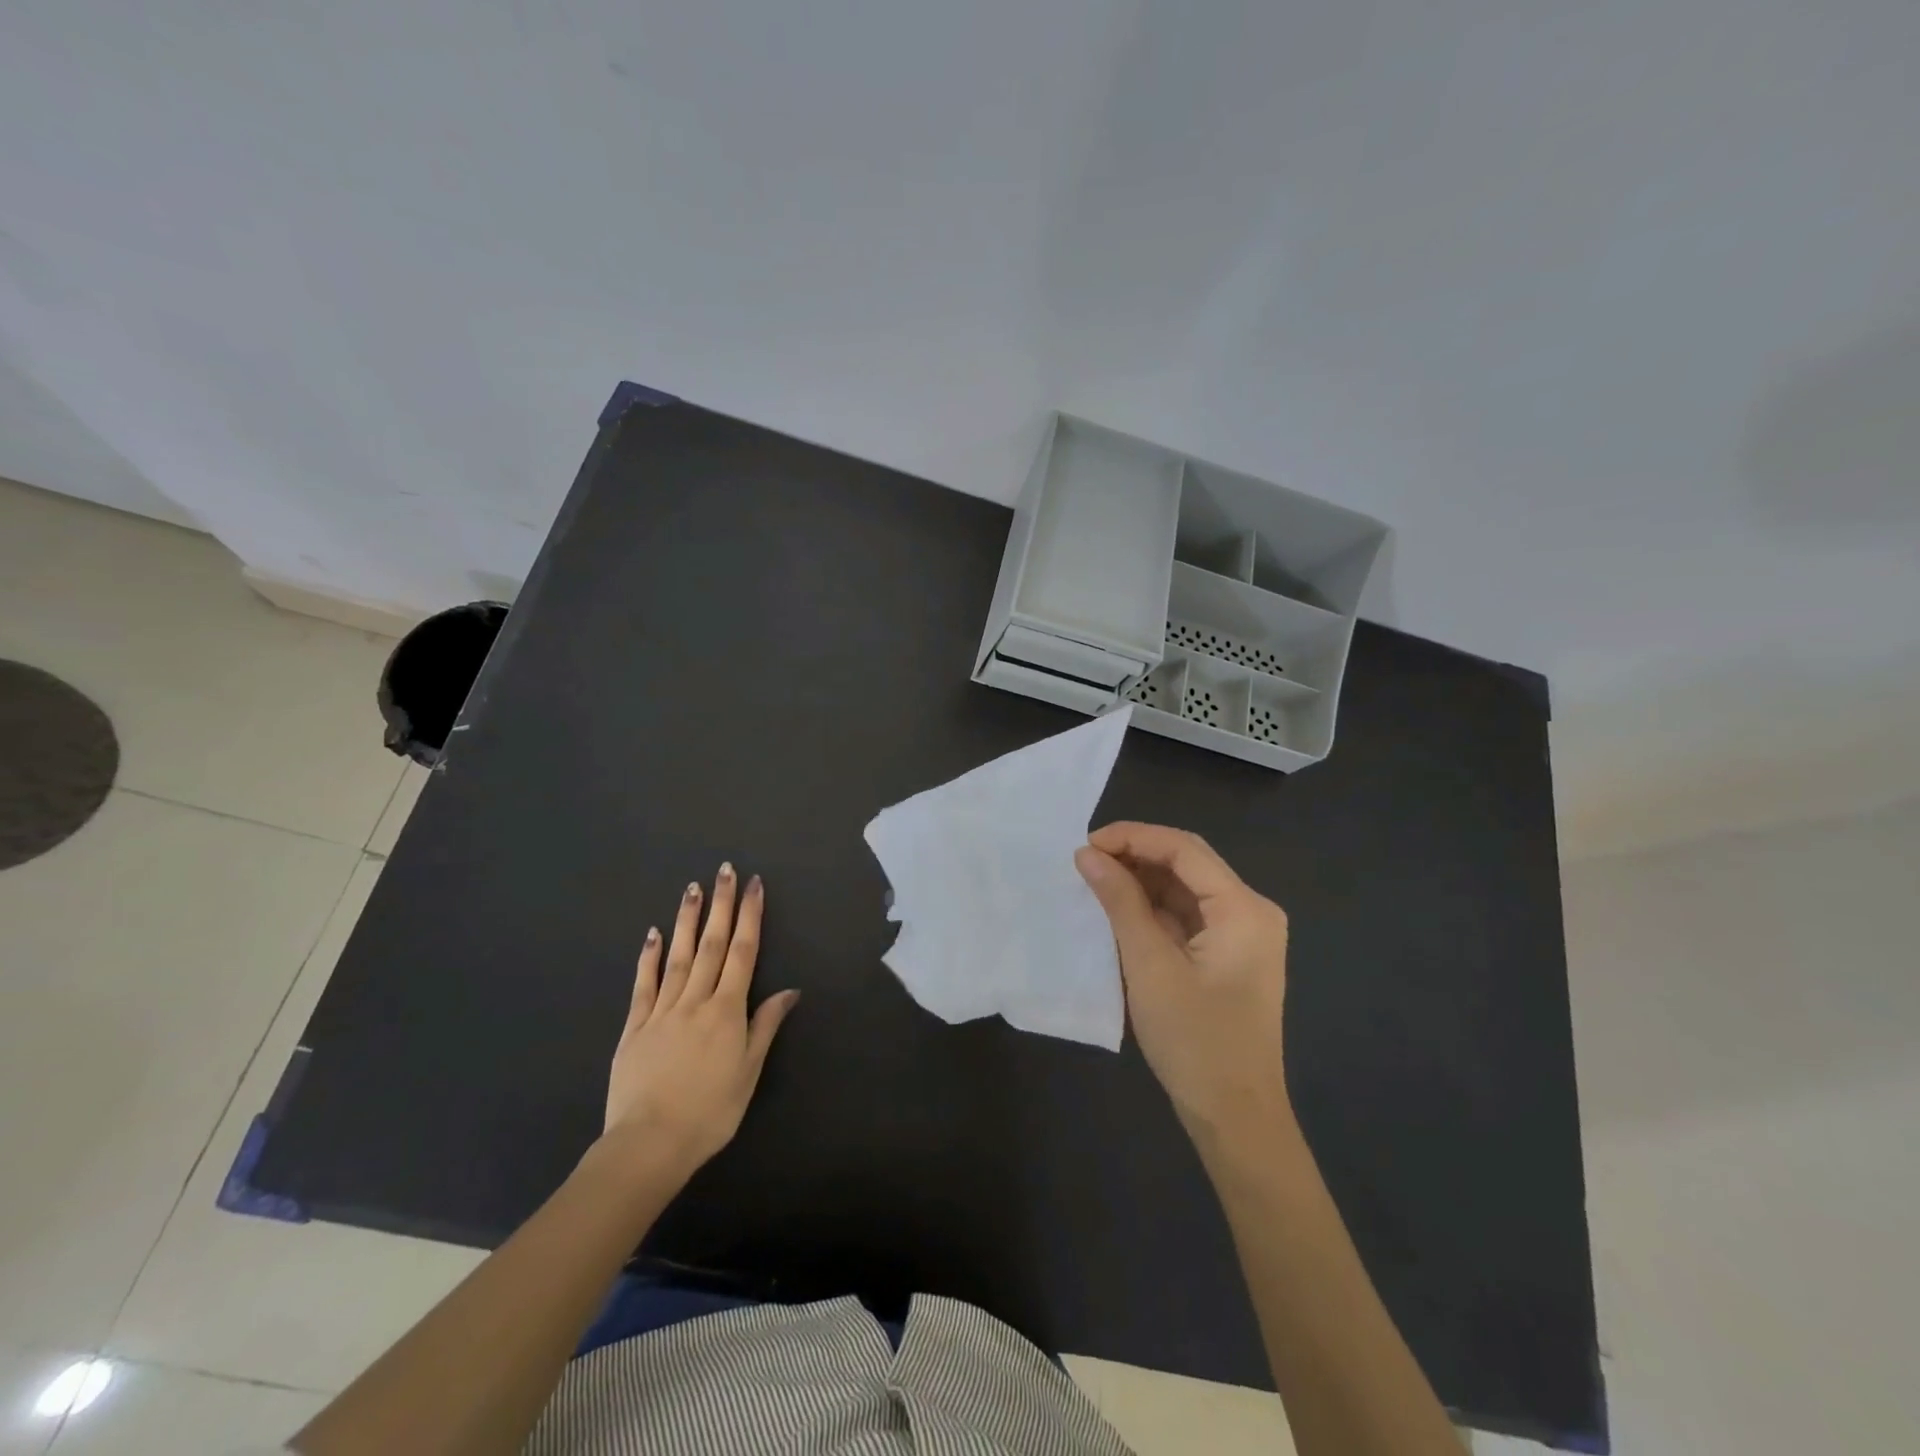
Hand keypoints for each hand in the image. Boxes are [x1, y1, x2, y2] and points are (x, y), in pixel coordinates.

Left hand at [601, 864, 799, 1181]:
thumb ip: (766, 1025)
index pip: (743, 952)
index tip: (754, 885)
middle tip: (724, 871)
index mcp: (727, 1010)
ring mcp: (662, 1010)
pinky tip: (652, 933)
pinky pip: (643, 984)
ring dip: (686, 920)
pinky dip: (648, 957)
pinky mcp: (635, 1026)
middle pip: (711, 944)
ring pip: (677, 956)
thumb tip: (791, 990)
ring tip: (692, 888)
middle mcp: (696, 1000)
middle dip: (721, 905)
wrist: (649, 1144)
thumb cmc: (710, 1111)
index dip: (750, 916)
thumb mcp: (749, 1071)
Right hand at [1075, 823, 1292, 1145]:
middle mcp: (1250, 912)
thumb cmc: (1195, 1042)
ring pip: (1185, 889)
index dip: (1133, 837)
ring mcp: (1242, 935)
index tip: (1086, 844)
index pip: (1184, 849)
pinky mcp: (1228, 956)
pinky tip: (1118, 909)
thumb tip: (1088, 854)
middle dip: (1136, 855)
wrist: (1235, 1118)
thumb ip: (1120, 902)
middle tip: (1085, 861)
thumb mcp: (1150, 966)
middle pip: (1188, 864)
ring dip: (1142, 881)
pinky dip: (1152, 909)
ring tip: (1094, 880)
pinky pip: (1187, 916)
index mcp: (1244, 909)